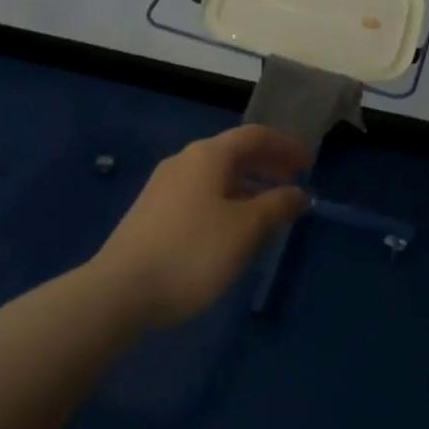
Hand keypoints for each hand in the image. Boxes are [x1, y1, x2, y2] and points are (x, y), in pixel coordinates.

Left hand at [93, 125, 310, 328]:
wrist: (119, 292)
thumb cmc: (192, 252)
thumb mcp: (245, 229)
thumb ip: (278, 206)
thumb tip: (299, 193)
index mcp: (208, 155)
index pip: (255, 136)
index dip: (286, 146)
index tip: (309, 164)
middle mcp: (185, 161)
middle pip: (235, 152)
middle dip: (268, 165)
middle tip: (294, 184)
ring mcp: (164, 186)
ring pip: (217, 176)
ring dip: (248, 186)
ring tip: (269, 212)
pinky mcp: (152, 212)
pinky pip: (200, 194)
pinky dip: (226, 200)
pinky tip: (232, 231)